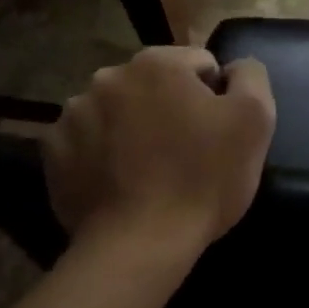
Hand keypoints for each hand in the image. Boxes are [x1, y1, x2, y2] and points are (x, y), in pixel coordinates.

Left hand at [39, 46, 275, 262]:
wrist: (140, 245)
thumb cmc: (204, 178)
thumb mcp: (254, 120)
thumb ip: (250, 76)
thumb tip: (234, 66)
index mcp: (156, 63)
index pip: (199, 65)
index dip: (215, 98)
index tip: (217, 134)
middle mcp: (108, 77)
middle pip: (155, 85)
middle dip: (171, 108)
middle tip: (186, 152)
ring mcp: (73, 114)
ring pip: (119, 111)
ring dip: (134, 127)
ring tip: (150, 170)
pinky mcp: (54, 152)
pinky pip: (88, 141)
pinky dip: (104, 153)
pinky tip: (121, 181)